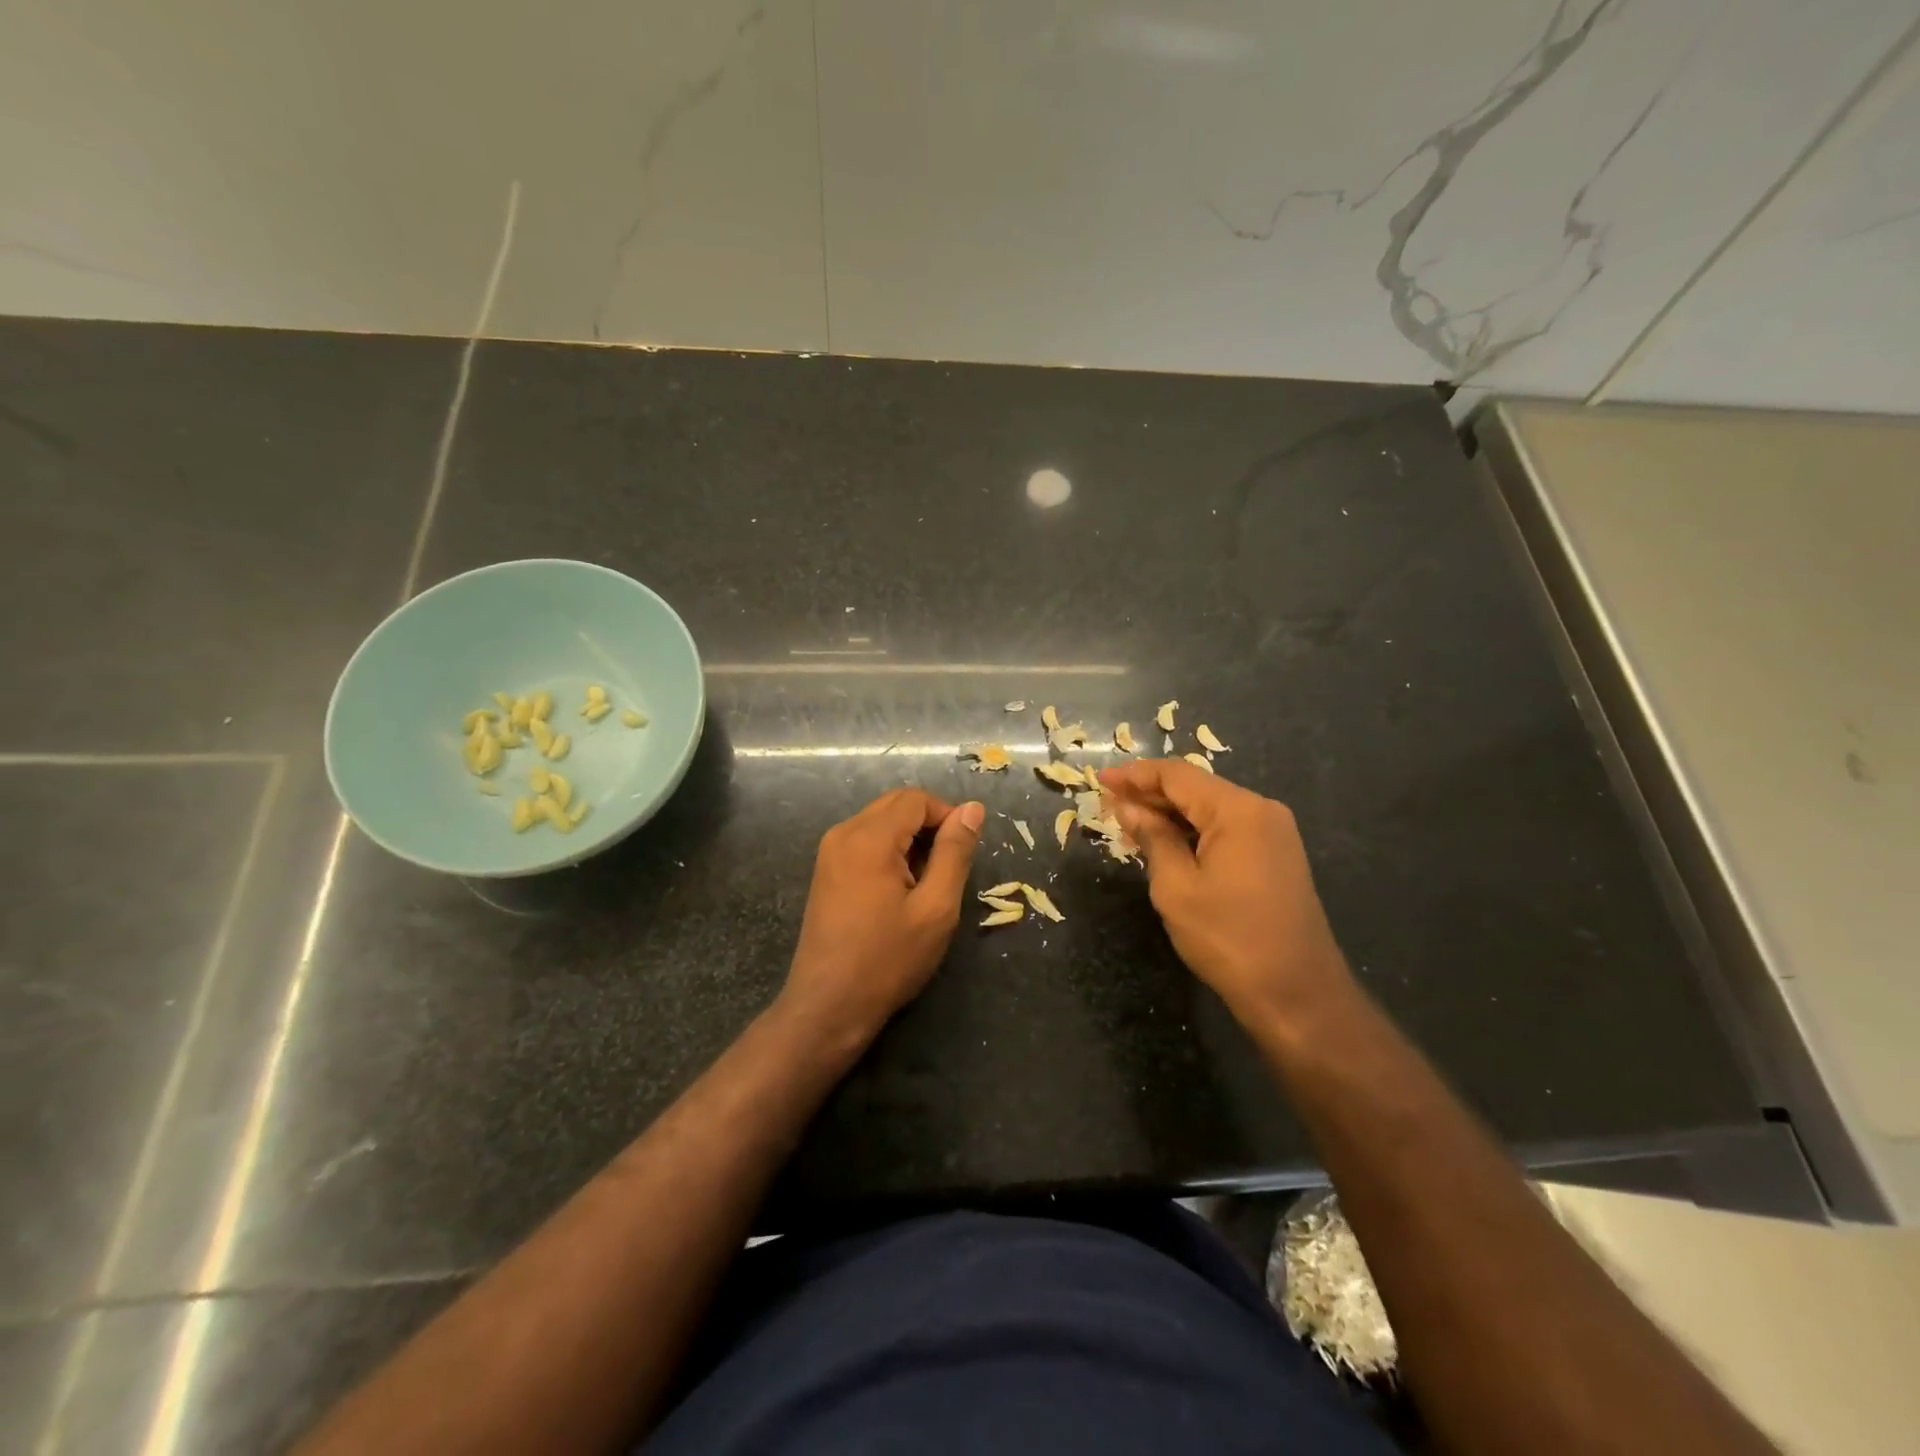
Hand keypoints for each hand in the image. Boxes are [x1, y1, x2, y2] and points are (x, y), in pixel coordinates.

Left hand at [782, 789, 985, 1046]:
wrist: (828, 1006)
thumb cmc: (888, 959)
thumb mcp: (936, 907)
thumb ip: (955, 852)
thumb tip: (972, 808)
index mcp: (868, 837)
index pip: (916, 799)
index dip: (947, 815)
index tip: (963, 852)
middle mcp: (843, 833)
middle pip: (896, 805)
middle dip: (928, 826)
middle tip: (946, 869)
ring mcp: (829, 852)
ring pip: (881, 822)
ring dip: (909, 841)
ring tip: (924, 885)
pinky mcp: (825, 871)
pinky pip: (864, 841)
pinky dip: (889, 852)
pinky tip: (899, 891)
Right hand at [1100, 759, 1351, 1025]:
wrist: (1297, 994)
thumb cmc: (1229, 938)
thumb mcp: (1176, 887)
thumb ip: (1152, 837)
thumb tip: (1128, 808)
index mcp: (1238, 810)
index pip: (1177, 775)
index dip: (1135, 775)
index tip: (1100, 780)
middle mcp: (1261, 811)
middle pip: (1196, 788)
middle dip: (1150, 794)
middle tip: (1107, 805)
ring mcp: (1273, 834)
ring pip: (1210, 809)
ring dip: (1169, 814)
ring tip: (1128, 825)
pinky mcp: (1276, 856)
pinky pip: (1226, 830)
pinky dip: (1192, 832)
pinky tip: (1164, 843)